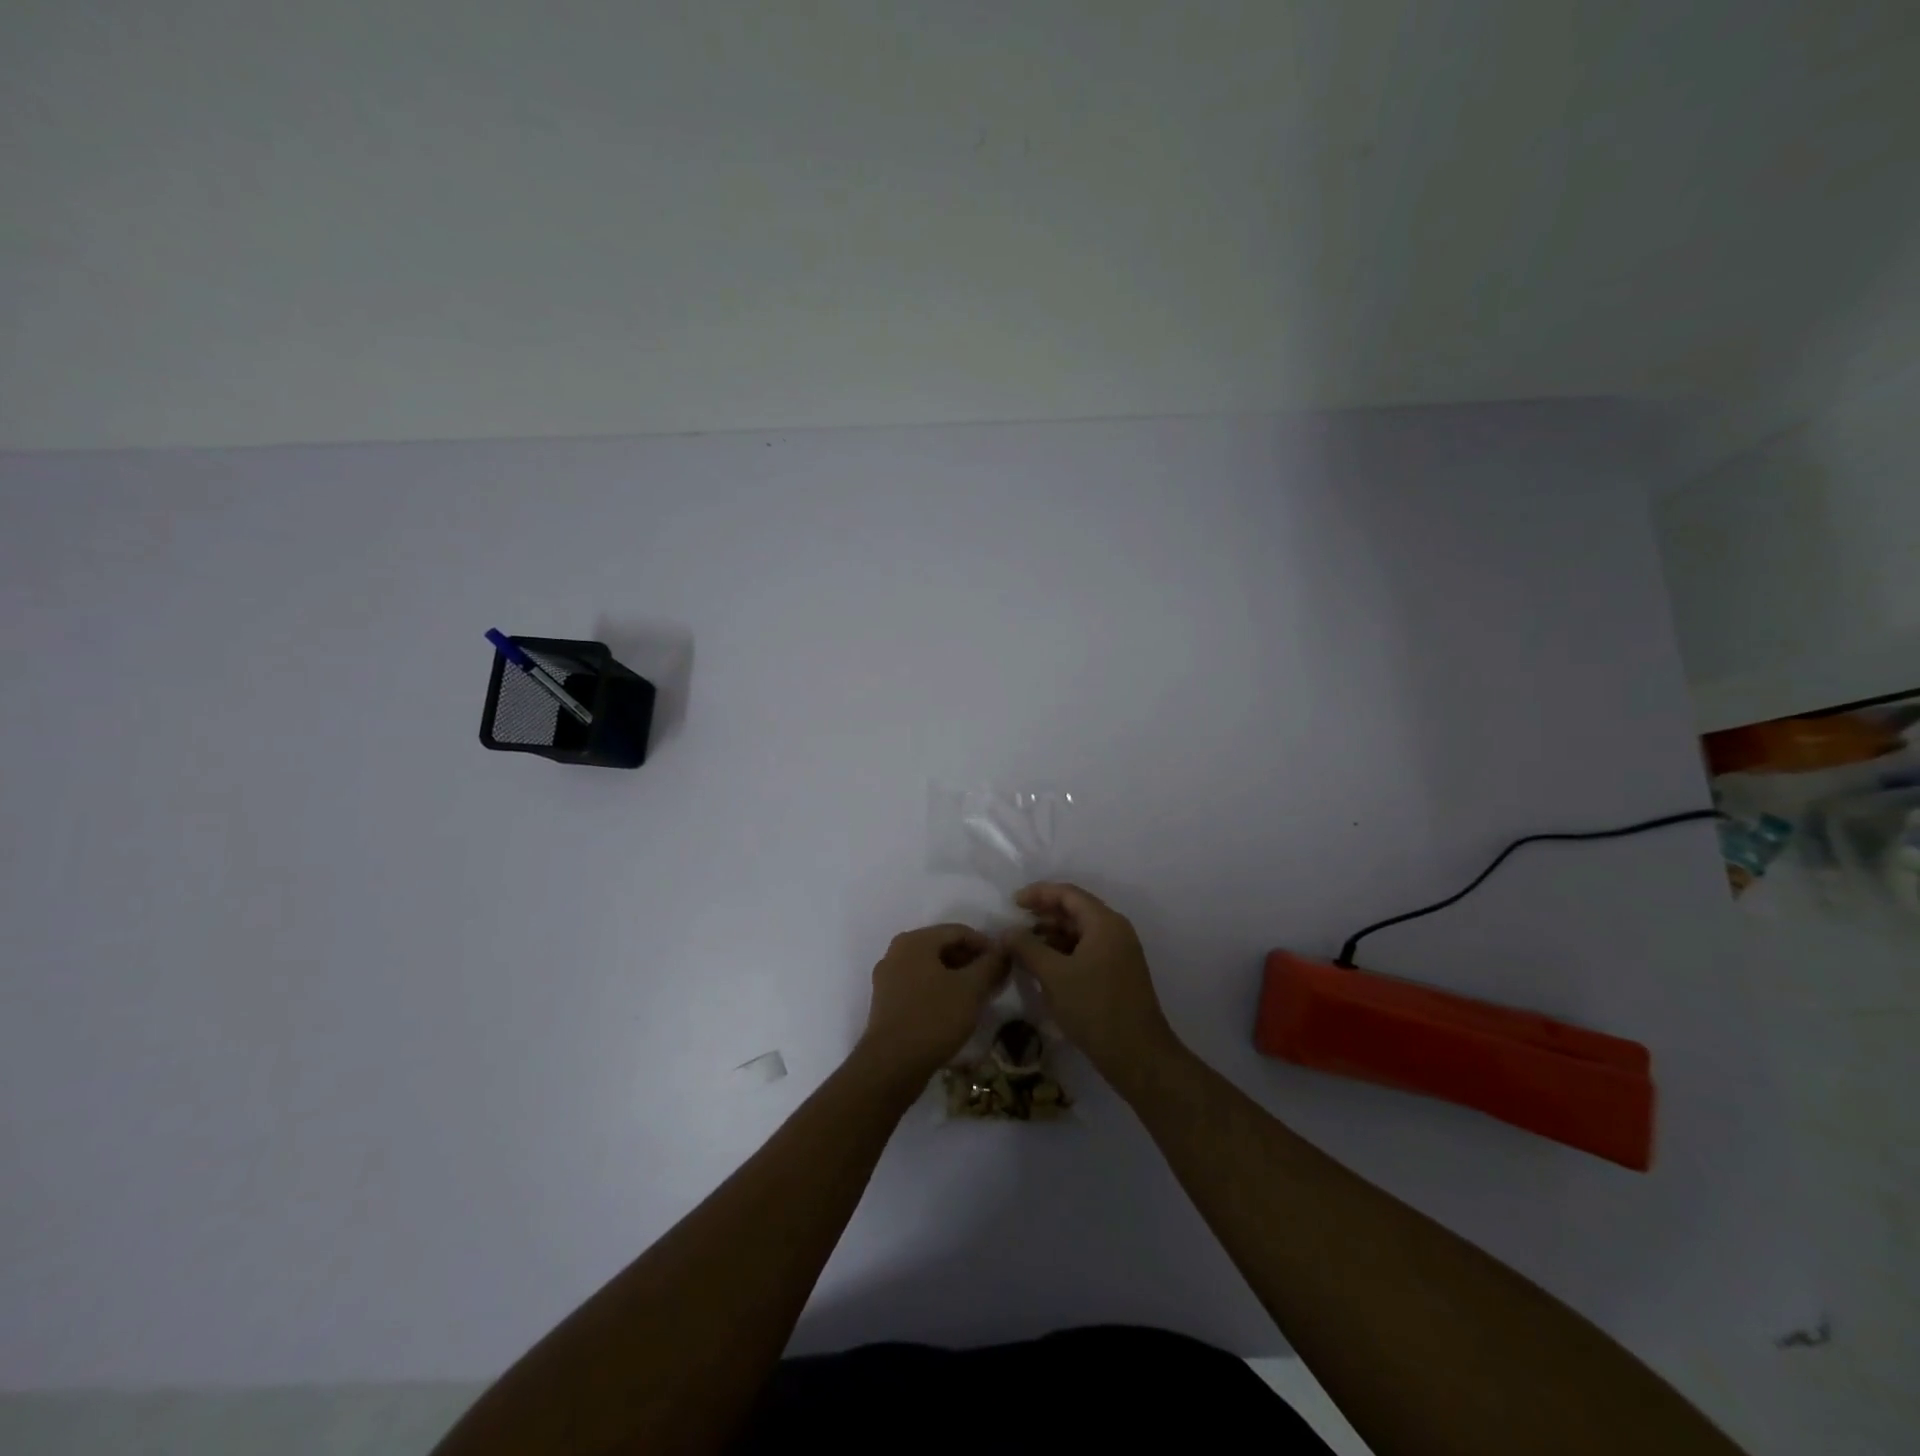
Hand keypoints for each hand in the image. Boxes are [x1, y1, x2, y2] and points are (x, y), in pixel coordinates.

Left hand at [856, 923, 1007, 1087]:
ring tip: (978, 997)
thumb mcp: (971, 989)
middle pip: (942, 947)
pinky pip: (919, 986)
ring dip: (957, 978)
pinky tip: (955, 1010)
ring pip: (931, 969)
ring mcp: (888, 978)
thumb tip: (1004, 950)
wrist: (891, 1065)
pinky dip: (940, 991)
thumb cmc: (933, 1018)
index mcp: (914, 941)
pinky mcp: (886, 1003)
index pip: (958, 931)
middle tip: (994, 981)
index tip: (1005, 964)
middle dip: (971, 962)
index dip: (986, 945)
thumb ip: (990, 965)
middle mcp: (896, 952)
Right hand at [1003, 883, 1178, 1087]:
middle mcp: (1115, 931)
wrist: (1137, 1055)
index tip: (1012, 903)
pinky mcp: (1117, 974)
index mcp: (1104, 923)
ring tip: (1023, 949)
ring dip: (1051, 936)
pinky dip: (1063, 953)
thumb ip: (1027, 948)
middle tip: (1014, 927)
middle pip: (1075, 911)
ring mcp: (1119, 953)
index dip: (1038, 893)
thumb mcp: (1054, 975)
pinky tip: (1044, 968)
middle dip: (1043, 916)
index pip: (1068, 894)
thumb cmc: (1094, 1007)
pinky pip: (1086, 951)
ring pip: (1080, 933)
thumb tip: (1006, 933)